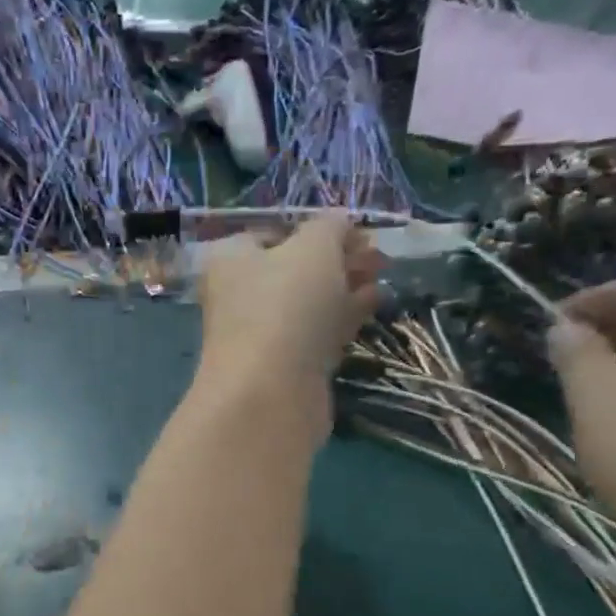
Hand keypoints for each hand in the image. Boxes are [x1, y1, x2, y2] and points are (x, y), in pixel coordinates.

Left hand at [196, 215, 382, 441]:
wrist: (271, 394)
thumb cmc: (286, 305)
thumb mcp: (314, 248)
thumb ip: (330, 227)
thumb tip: (340, 222)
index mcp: (232, 260)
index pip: (273, 233)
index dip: (315, 229)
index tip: (354, 232)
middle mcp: (241, 296)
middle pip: (295, 269)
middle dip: (338, 259)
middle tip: (377, 256)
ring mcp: (263, 335)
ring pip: (309, 303)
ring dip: (346, 287)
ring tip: (383, 277)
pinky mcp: (286, 368)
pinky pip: (318, 333)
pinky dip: (344, 317)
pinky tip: (375, 304)